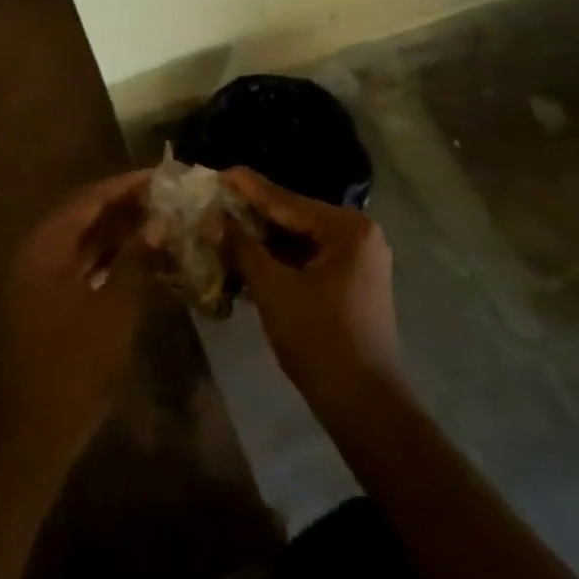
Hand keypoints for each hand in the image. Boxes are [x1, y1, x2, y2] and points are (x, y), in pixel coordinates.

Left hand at [1, 170, 152, 460]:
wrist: (40, 429)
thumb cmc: (77, 365)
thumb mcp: (115, 309)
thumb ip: (137, 260)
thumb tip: (160, 223)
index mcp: (46, 248)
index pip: (89, 200)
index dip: (125, 185)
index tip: (161, 175)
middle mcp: (39, 254)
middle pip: (85, 216)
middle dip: (125, 205)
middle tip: (165, 196)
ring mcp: (42, 278)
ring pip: (85, 241)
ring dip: (119, 230)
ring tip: (160, 219)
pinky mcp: (50, 300)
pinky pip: (83, 264)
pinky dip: (111, 257)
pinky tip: (141, 256)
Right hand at [223, 166, 403, 414]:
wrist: (364, 406)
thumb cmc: (320, 340)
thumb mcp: (274, 289)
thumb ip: (243, 248)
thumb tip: (214, 219)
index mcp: (347, 229)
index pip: (287, 201)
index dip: (249, 188)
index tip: (219, 171)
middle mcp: (358, 235)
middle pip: (293, 218)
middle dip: (252, 216)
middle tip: (214, 203)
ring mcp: (357, 260)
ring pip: (298, 241)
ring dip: (262, 241)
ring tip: (222, 229)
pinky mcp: (350, 283)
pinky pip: (307, 260)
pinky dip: (278, 261)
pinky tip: (245, 260)